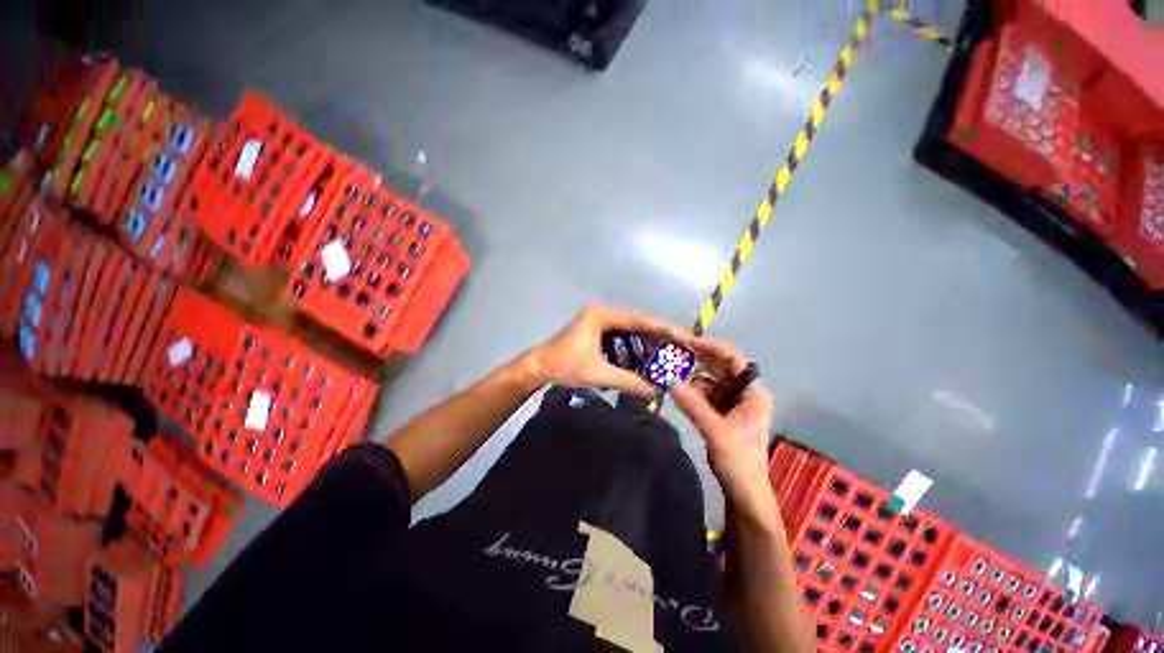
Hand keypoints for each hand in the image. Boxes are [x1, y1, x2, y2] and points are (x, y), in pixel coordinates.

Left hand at [526, 304, 689, 397]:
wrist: (538, 367)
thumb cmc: (565, 366)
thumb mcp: (598, 374)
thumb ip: (629, 381)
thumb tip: (656, 391)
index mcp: (602, 315)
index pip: (640, 319)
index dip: (664, 329)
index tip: (684, 338)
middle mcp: (602, 312)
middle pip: (637, 322)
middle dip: (658, 336)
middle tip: (679, 348)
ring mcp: (598, 320)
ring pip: (630, 329)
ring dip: (647, 342)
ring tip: (667, 355)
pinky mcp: (596, 330)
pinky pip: (621, 336)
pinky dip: (634, 346)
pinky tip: (645, 358)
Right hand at [669, 338, 772, 508]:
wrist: (743, 491)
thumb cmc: (738, 460)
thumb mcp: (715, 431)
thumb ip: (692, 405)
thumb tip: (669, 381)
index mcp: (752, 393)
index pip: (734, 360)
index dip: (712, 348)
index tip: (689, 343)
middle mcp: (743, 393)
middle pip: (719, 369)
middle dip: (697, 363)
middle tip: (673, 356)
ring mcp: (732, 402)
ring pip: (709, 382)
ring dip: (691, 379)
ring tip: (670, 374)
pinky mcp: (721, 413)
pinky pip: (704, 395)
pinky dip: (691, 392)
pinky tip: (677, 391)